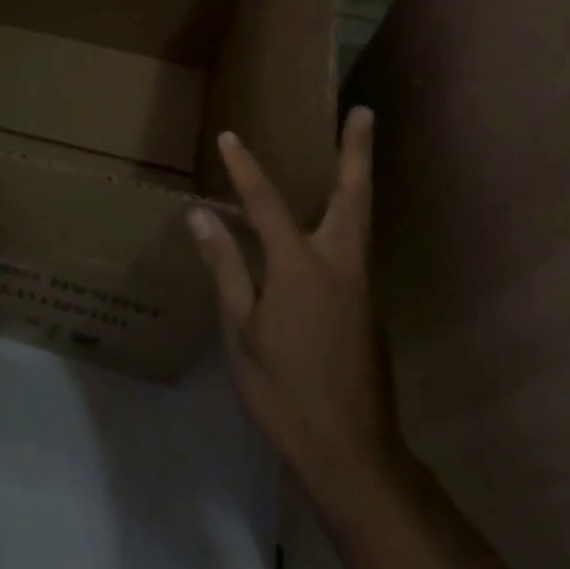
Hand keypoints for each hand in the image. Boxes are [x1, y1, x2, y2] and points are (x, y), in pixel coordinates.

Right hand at [187, 109, 402, 498]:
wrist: (353, 456)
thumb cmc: (285, 392)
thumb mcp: (241, 332)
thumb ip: (226, 268)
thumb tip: (201, 217)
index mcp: (300, 267)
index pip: (266, 202)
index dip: (245, 168)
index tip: (229, 137)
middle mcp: (340, 264)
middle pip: (354, 196)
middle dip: (357, 152)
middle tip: (363, 112)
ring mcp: (361, 286)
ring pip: (361, 219)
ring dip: (357, 180)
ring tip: (351, 151)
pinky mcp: (367, 307)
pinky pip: (354, 247)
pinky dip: (345, 219)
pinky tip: (327, 224)